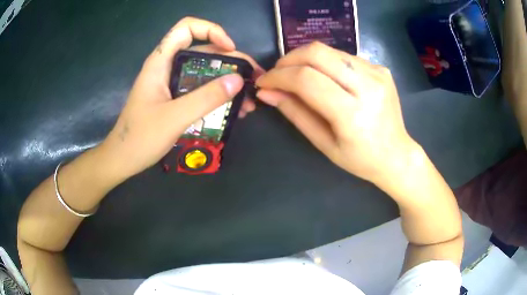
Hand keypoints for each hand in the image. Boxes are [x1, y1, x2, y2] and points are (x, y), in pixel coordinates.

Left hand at [99, 17, 263, 179]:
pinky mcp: (174, 98)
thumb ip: (206, 98)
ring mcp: (171, 83)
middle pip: (203, 50)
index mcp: (160, 62)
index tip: (230, 49)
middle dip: (231, 61)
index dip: (211, 30)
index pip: (186, 28)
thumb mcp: (174, 118)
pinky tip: (234, 110)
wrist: (123, 159)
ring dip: (228, 82)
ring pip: (204, 71)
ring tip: (249, 101)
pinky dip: (218, 95)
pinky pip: (200, 89)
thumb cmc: (140, 138)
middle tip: (253, 78)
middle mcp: (167, 67)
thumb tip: (238, 80)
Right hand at [256, 42, 417, 184]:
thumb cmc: (359, 158)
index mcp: (353, 114)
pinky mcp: (381, 68)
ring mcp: (377, 73)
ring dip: (306, 59)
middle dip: (289, 59)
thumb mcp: (323, 143)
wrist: (396, 154)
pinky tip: (325, 77)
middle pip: (318, 53)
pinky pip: (344, 56)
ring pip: (329, 50)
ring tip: (298, 75)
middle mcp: (368, 86)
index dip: (279, 76)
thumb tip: (267, 92)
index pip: (307, 80)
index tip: (264, 82)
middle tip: (278, 74)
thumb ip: (295, 113)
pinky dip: (326, 62)